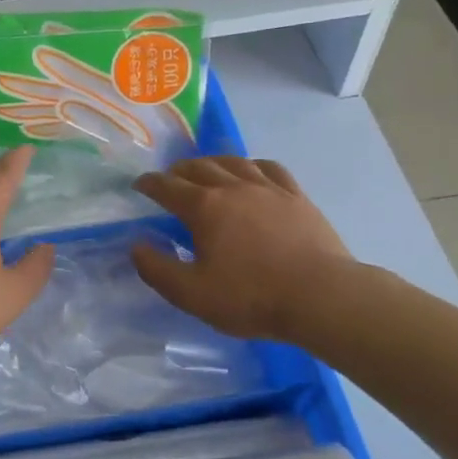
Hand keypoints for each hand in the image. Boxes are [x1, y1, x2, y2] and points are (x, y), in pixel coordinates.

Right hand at [131, 156, 359, 343]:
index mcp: (203, 207)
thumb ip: (157, 269)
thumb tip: (136, 245)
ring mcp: (268, 188)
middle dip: (178, 170)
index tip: (139, 185)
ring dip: (213, 162)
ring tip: (206, 169)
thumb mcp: (191, 294)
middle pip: (199, 167)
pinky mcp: (296, 196)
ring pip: (233, 161)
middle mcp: (232, 187)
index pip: (167, 186)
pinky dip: (252, 165)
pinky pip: (270, 168)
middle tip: (170, 179)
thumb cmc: (251, 297)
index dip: (149, 183)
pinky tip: (252, 171)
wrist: (321, 296)